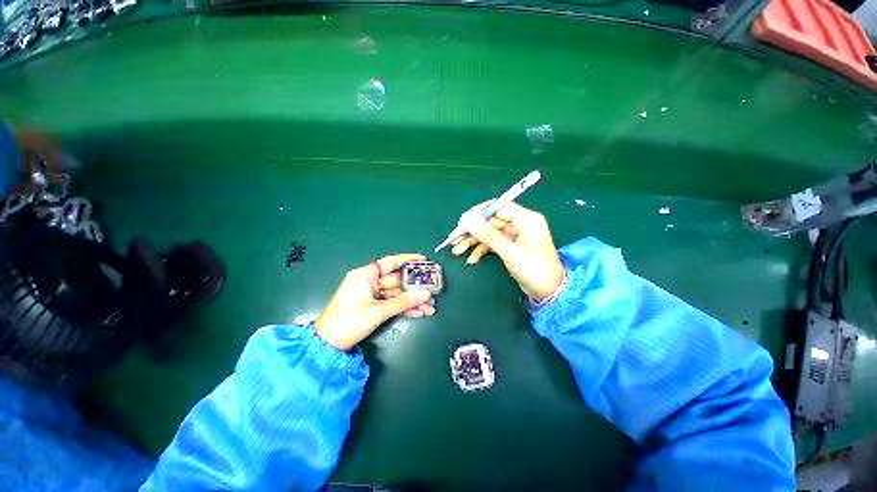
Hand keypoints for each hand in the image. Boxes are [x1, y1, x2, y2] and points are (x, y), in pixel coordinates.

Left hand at [314, 253, 435, 349]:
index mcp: (366, 275)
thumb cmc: (349, 322)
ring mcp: (371, 294)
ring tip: (430, 307)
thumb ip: (403, 302)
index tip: (424, 260)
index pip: (391, 262)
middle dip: (415, 288)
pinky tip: (420, 312)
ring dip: (412, 301)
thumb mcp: (378, 311)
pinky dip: (403, 307)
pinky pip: (391, 303)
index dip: (408, 260)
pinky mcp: (372, 305)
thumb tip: (425, 294)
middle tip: (432, 291)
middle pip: (397, 280)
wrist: (328, 344)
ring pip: (396, 293)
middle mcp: (369, 281)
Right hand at [452, 202, 563, 301]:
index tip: (462, 222)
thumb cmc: (534, 270)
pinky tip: (471, 259)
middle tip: (454, 239)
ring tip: (457, 250)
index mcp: (526, 219)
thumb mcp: (510, 252)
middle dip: (472, 231)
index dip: (478, 212)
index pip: (498, 206)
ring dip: (473, 241)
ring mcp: (514, 235)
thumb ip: (488, 235)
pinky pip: (492, 243)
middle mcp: (520, 223)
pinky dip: (481, 250)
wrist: (550, 292)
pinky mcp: (510, 245)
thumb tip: (467, 219)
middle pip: (490, 220)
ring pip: (489, 232)